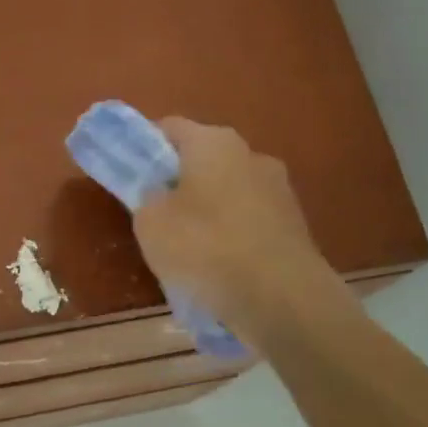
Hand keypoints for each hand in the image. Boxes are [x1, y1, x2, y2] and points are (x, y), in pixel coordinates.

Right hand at [133, 119, 336, 345]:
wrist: (282, 298)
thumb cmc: (206, 248)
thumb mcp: (150, 224)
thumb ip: (147, 199)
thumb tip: (160, 196)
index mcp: (213, 142)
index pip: (169, 128)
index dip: (145, 148)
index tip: (131, 176)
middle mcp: (251, 154)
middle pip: (202, 161)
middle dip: (179, 184)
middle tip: (157, 217)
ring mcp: (279, 189)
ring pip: (228, 193)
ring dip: (208, 213)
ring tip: (190, 253)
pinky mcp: (295, 225)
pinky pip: (250, 223)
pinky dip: (233, 237)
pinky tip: (222, 269)